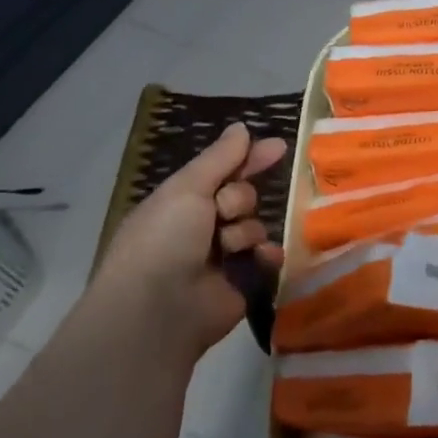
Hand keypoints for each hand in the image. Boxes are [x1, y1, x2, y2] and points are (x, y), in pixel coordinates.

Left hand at [86, 123, 286, 358]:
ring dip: (247, 231)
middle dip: (239, 200)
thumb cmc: (165, 240)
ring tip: (230, 248)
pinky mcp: (241, 284)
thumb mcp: (187, 188)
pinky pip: (266, 259)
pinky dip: (266, 257)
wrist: (158, 310)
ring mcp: (220, 258)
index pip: (221, 171)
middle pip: (242, 196)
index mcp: (179, 203)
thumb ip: (220, 158)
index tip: (279, 147)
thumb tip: (242, 127)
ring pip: (255, 226)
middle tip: (224, 212)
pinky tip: (260, 258)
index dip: (248, 159)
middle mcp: (199, 228)